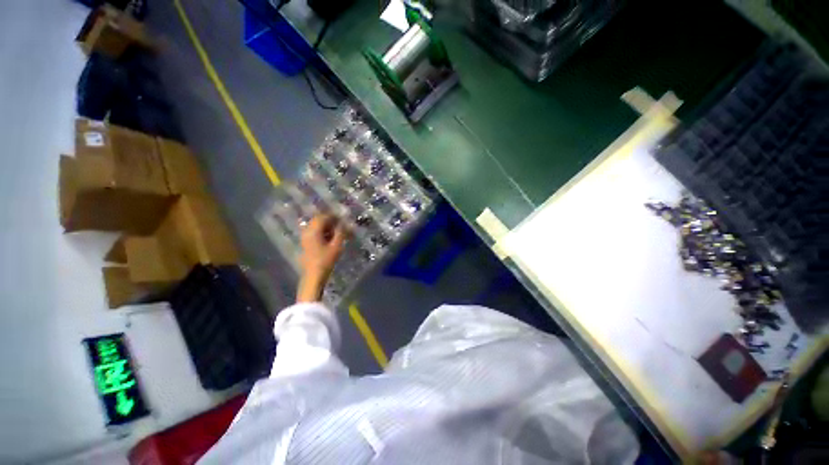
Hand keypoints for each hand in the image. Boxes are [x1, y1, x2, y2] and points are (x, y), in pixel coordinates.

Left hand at [297, 214, 346, 301]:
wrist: (313, 276)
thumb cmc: (325, 261)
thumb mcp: (336, 246)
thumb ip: (341, 232)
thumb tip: (345, 223)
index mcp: (313, 230)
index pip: (323, 216)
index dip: (334, 216)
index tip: (343, 218)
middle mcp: (307, 231)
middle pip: (319, 220)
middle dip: (331, 221)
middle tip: (342, 225)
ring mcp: (305, 237)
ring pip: (317, 227)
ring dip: (328, 227)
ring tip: (339, 232)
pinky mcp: (306, 243)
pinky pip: (315, 233)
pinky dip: (324, 232)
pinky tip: (331, 238)